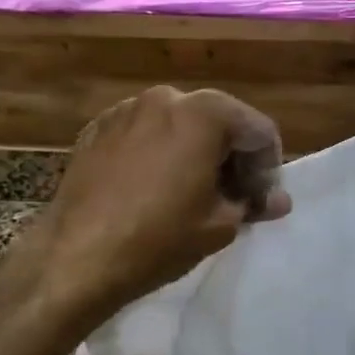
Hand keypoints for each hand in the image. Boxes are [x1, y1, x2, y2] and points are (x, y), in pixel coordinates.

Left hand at [32, 85, 291, 322]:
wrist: (76, 257)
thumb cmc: (159, 239)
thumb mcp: (220, 225)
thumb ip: (253, 202)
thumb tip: (278, 200)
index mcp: (204, 112)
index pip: (258, 130)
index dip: (268, 168)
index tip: (261, 202)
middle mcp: (166, 97)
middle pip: (218, 120)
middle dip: (232, 157)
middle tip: (233, 198)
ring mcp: (126, 109)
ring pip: (179, 124)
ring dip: (195, 152)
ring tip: (190, 194)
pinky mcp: (96, 129)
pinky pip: (143, 133)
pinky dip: (158, 152)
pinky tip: (152, 189)